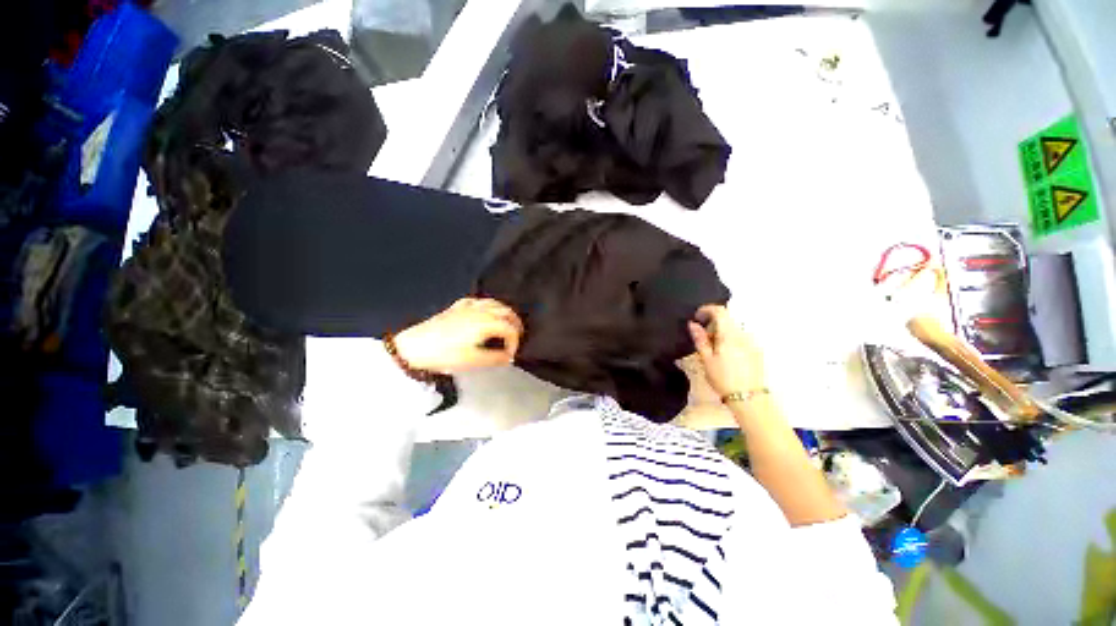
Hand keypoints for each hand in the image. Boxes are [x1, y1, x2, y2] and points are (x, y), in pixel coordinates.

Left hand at [394, 298, 522, 373]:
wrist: (415, 347)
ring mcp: (469, 307)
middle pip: (506, 312)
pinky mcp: (457, 307)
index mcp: (487, 323)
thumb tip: (508, 357)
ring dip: (505, 312)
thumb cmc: (446, 354)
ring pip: (494, 303)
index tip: (511, 355)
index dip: (515, 342)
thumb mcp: (473, 361)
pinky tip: (485, 311)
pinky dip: (488, 306)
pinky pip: (478, 301)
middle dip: (515, 324)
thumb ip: (495, 358)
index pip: (510, 329)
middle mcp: (481, 311)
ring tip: (507, 323)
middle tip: (517, 336)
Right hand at [687, 305, 765, 397]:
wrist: (748, 398)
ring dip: (721, 332)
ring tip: (713, 349)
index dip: (707, 309)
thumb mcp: (706, 359)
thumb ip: (700, 339)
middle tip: (702, 338)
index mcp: (729, 334)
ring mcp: (752, 342)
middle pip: (727, 319)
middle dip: (713, 323)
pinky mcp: (756, 350)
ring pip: (734, 328)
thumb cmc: (723, 378)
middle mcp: (743, 334)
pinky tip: (725, 355)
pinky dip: (730, 339)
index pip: (720, 311)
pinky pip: (741, 337)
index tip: (697, 316)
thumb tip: (693, 324)